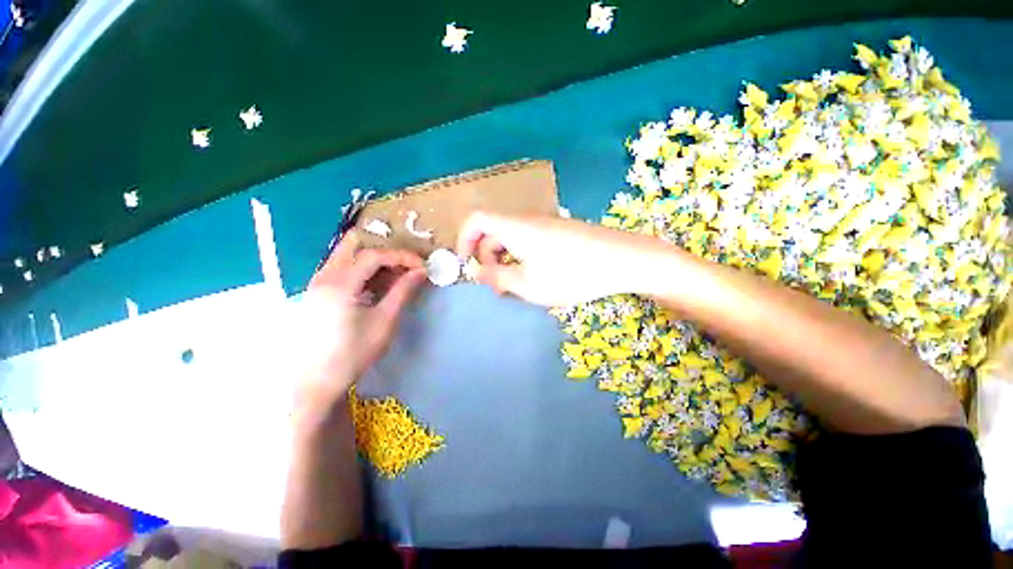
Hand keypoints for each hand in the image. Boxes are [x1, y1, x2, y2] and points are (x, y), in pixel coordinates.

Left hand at [296, 232, 426, 408]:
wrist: (317, 381)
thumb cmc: (354, 353)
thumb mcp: (385, 321)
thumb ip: (403, 291)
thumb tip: (420, 271)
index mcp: (340, 283)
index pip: (374, 255)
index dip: (402, 257)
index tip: (421, 266)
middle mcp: (324, 276)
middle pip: (355, 244)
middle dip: (384, 251)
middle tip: (405, 265)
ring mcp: (317, 282)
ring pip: (347, 254)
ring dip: (373, 259)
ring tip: (394, 276)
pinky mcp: (317, 291)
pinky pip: (342, 268)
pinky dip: (362, 269)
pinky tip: (376, 286)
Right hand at [456, 211, 667, 306]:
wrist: (622, 259)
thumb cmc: (571, 273)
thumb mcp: (528, 284)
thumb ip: (497, 277)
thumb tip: (476, 272)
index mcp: (514, 227)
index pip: (476, 219)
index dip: (464, 239)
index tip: (466, 264)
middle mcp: (527, 220)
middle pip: (494, 231)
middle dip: (487, 258)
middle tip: (496, 286)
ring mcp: (546, 224)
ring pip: (513, 238)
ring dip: (506, 260)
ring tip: (516, 286)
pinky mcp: (560, 232)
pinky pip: (530, 241)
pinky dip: (523, 257)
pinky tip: (536, 277)